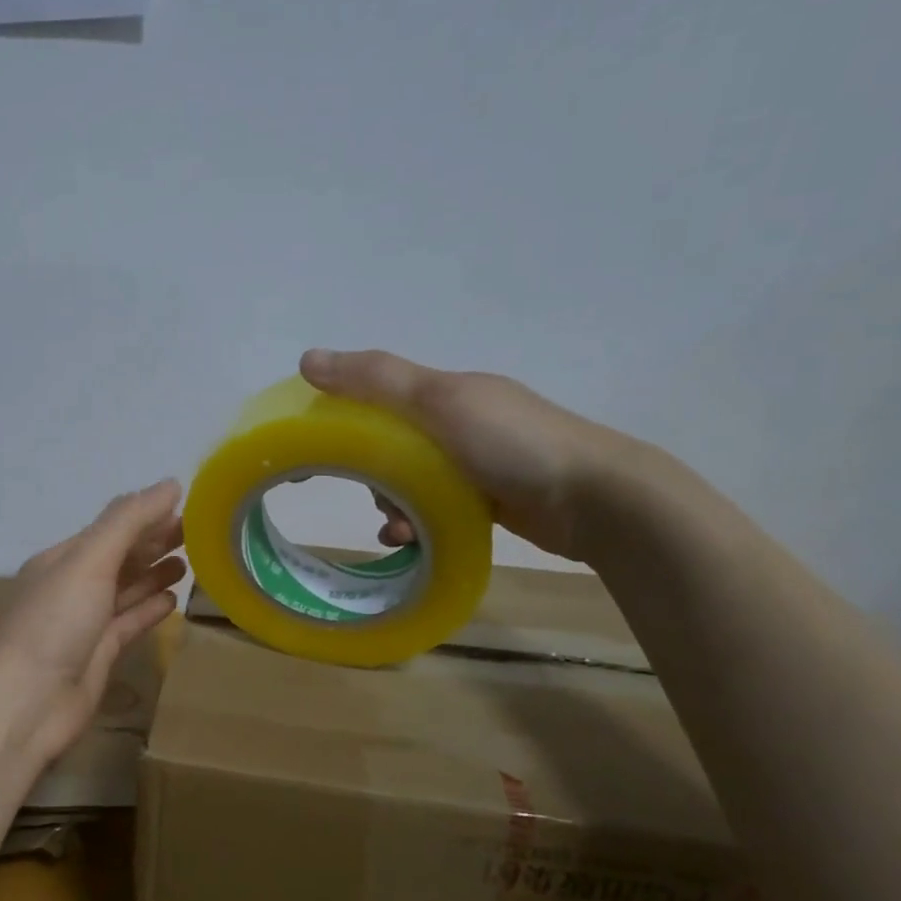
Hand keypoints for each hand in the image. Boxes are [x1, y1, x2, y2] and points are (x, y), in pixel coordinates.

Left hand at [0, 480, 185, 766]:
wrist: (26, 703)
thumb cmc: (54, 623)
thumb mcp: (89, 561)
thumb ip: (128, 521)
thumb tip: (170, 484)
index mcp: (63, 559)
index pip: (112, 528)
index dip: (147, 515)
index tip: (188, 506)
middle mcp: (73, 586)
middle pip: (120, 557)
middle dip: (154, 542)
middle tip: (198, 532)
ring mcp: (86, 623)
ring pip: (126, 590)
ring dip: (155, 573)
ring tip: (190, 561)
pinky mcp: (100, 654)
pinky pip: (130, 623)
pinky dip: (150, 609)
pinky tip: (174, 600)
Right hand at [298, 349, 642, 560]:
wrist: (594, 499)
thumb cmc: (512, 443)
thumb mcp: (438, 402)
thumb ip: (374, 380)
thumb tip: (307, 359)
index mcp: (446, 392)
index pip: (378, 397)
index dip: (344, 417)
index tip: (318, 447)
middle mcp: (459, 423)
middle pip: (389, 445)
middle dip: (372, 472)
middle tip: (371, 493)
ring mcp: (475, 463)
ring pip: (409, 482)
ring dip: (393, 505)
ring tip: (398, 529)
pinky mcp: (488, 500)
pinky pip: (434, 509)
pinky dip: (417, 524)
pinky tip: (411, 541)